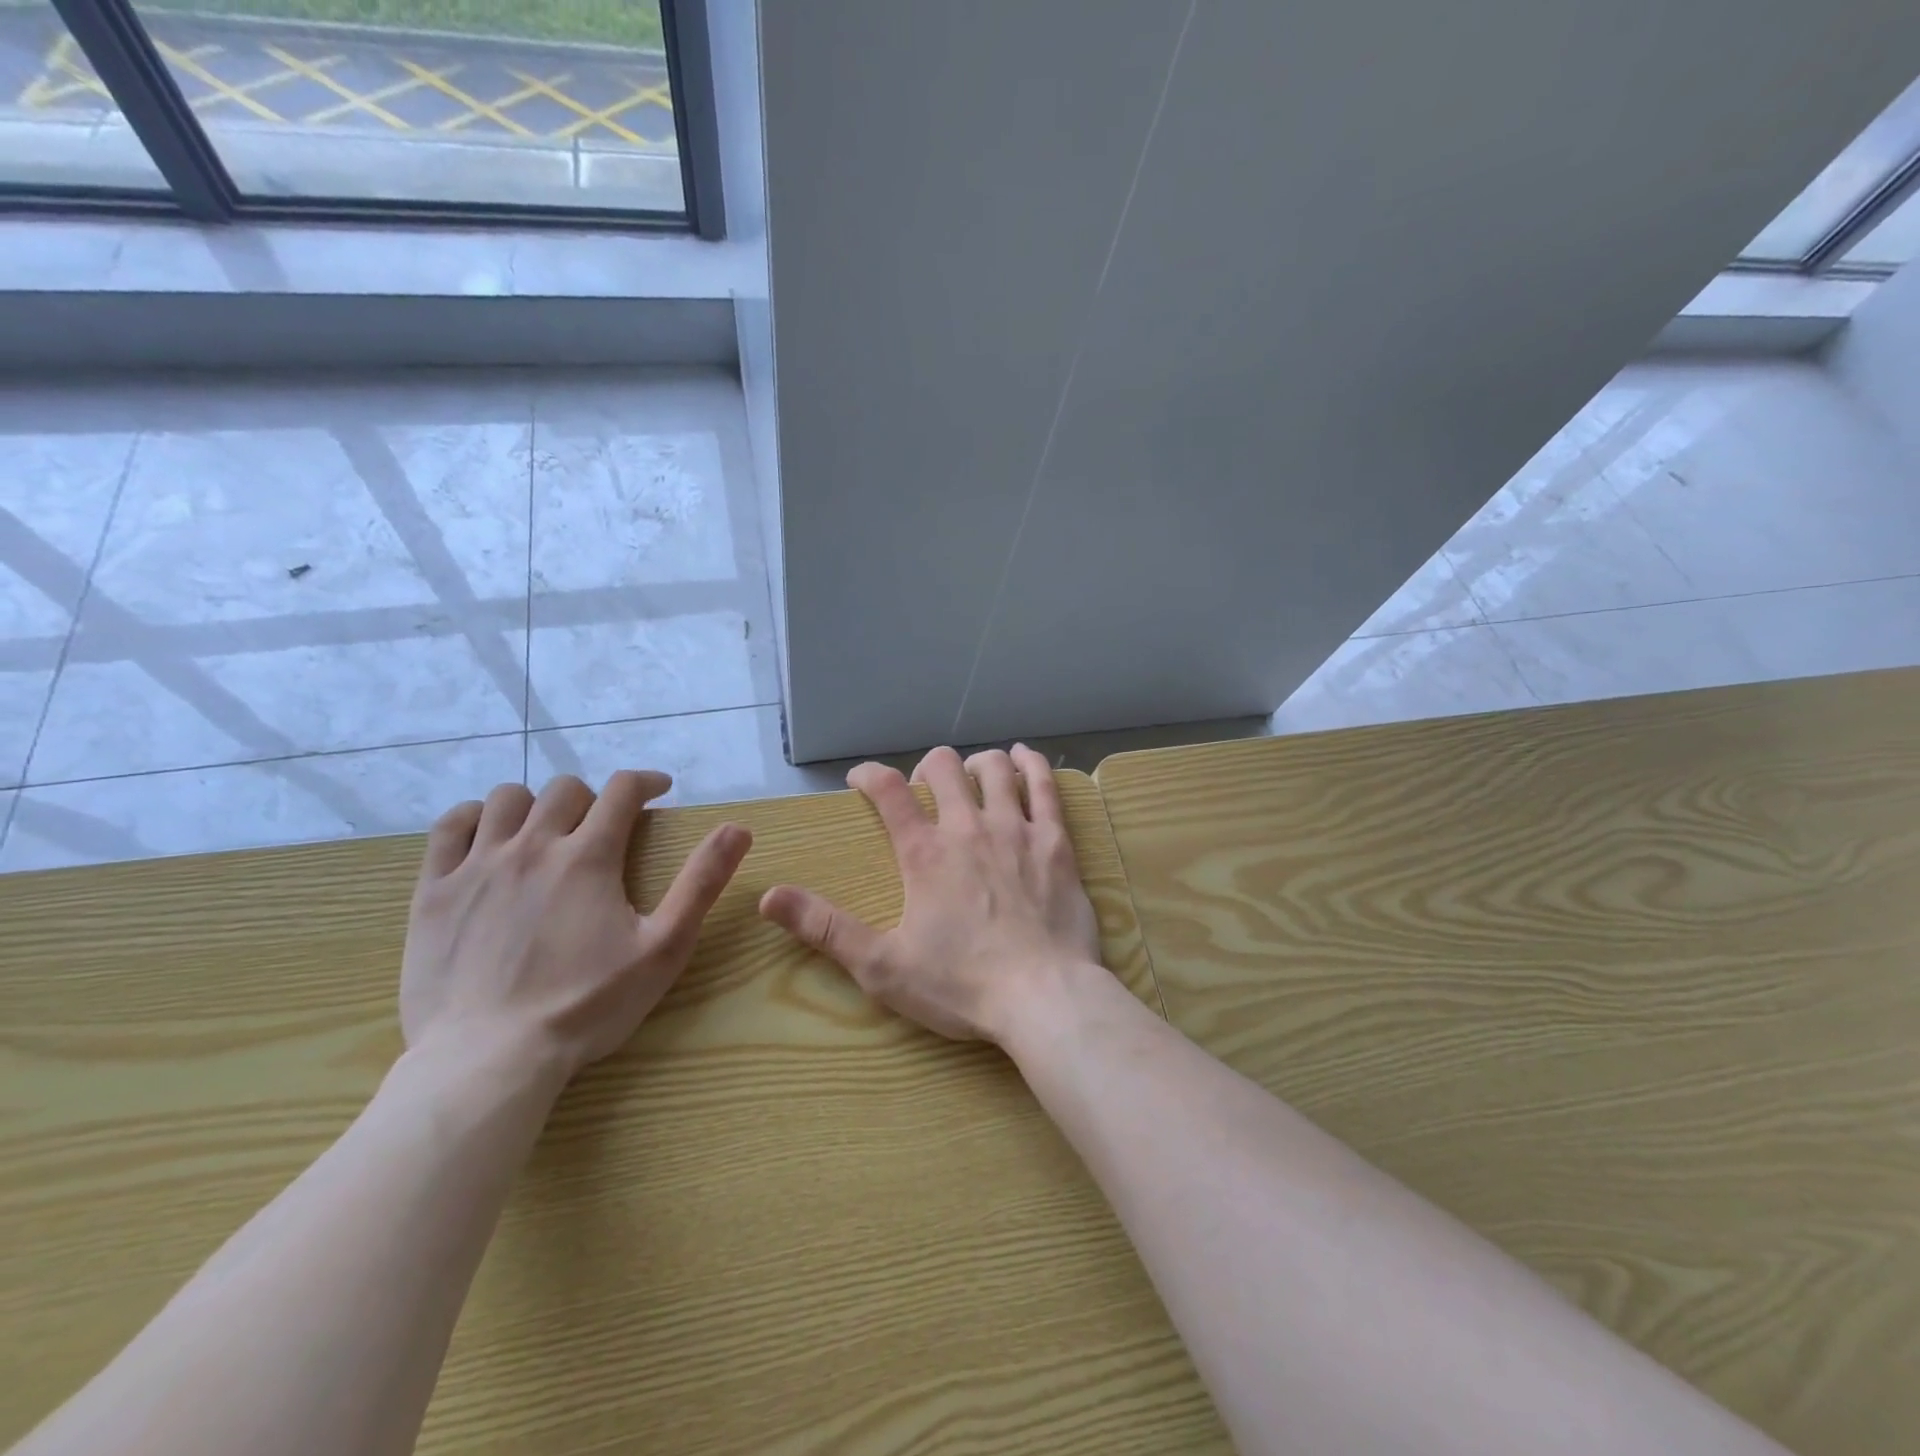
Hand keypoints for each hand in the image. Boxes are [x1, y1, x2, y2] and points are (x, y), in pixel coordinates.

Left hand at [401, 771, 751, 1083]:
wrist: (488, 1060)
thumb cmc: (587, 1006)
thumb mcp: (663, 948)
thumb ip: (701, 883)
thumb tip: (738, 829)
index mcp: (588, 856)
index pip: (622, 790)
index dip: (646, 781)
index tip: (659, 791)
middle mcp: (532, 846)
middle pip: (566, 789)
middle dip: (595, 797)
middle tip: (606, 826)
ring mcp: (476, 866)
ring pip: (507, 799)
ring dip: (536, 803)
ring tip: (548, 830)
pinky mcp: (434, 891)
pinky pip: (449, 827)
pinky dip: (473, 817)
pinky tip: (488, 835)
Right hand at [758, 745, 1101, 1043]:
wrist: (1044, 998)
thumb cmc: (961, 985)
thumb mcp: (882, 966)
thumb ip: (826, 928)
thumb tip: (768, 897)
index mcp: (924, 853)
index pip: (888, 791)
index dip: (868, 775)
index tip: (860, 779)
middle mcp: (968, 827)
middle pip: (944, 767)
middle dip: (927, 768)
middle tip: (925, 788)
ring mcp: (1016, 829)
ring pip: (994, 769)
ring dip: (978, 764)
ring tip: (973, 776)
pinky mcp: (1055, 842)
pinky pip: (1045, 787)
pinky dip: (1031, 765)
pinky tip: (1024, 758)